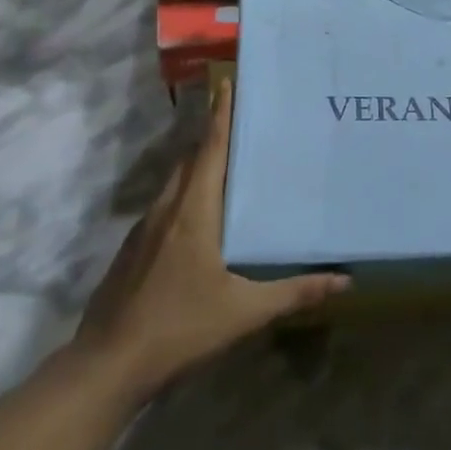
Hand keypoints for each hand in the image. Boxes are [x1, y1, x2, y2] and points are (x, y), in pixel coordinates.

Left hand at [74, 79, 347, 399]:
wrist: (106, 368)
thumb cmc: (179, 328)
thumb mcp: (243, 312)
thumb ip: (293, 293)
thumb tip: (344, 280)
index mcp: (193, 210)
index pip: (210, 148)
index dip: (220, 114)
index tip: (226, 82)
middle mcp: (167, 208)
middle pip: (191, 159)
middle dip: (213, 136)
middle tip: (242, 122)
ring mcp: (144, 229)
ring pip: (175, 182)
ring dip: (197, 165)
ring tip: (226, 164)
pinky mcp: (132, 251)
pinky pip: (163, 206)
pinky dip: (183, 195)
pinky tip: (196, 219)